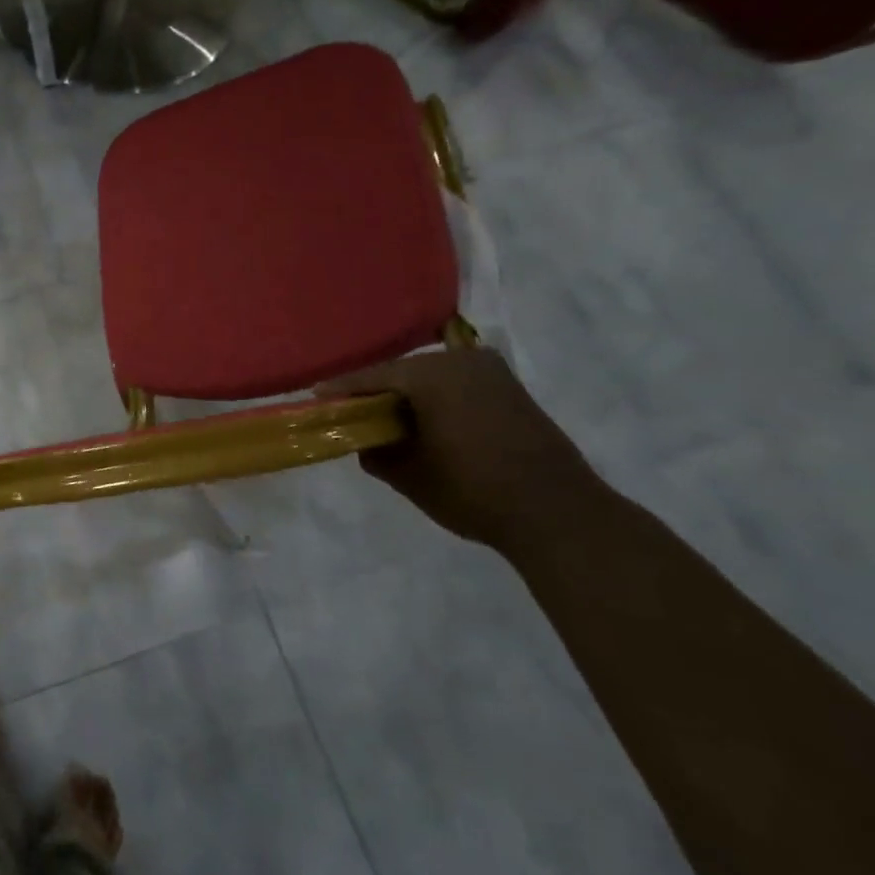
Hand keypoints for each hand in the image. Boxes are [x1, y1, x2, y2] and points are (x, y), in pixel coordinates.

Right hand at [318, 350, 603, 550]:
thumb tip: (366, 443)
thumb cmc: (473, 490)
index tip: (315, 399)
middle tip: (351, 412)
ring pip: (431, 379)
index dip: (340, 390)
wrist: (558, 513)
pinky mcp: (511, 390)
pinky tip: (425, 422)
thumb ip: (376, 453)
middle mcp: (460, 361)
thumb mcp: (409, 476)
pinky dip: (436, 400)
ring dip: (408, 396)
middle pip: (402, 373)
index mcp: (430, 374)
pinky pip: (457, 386)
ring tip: (386, 420)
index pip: (370, 377)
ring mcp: (491, 373)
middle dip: (376, 392)